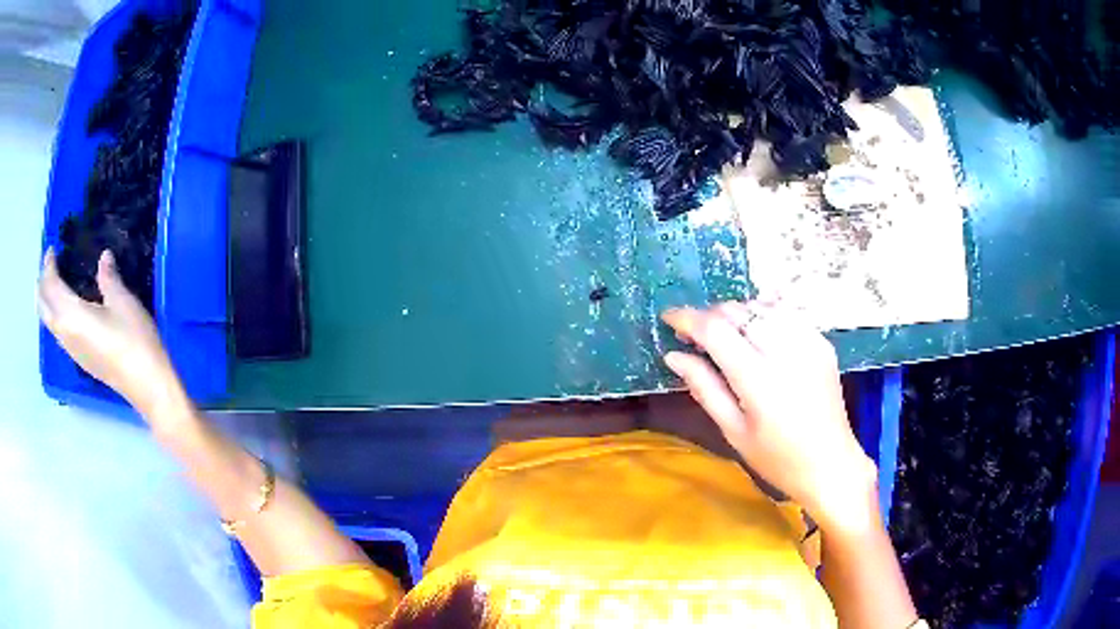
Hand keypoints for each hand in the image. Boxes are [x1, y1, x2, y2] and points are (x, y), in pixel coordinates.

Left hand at [38, 249, 186, 418]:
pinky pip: (57, 332)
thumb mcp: (123, 302)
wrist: (146, 384)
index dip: (48, 265)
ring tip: (53, 285)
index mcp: (71, 315)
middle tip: (48, 266)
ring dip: (47, 301)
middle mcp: (65, 333)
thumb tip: (103, 257)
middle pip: (43, 308)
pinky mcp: (79, 359)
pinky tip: (65, 310)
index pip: (51, 286)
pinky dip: (55, 314)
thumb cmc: (134, 340)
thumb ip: (108, 277)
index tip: (52, 248)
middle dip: (42, 285)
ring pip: (49, 322)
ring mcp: (71, 349)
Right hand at [661, 301, 877, 532]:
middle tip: (695, 336)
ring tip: (726, 335)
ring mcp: (808, 342)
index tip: (669, 318)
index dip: (687, 318)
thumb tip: (674, 356)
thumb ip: (704, 387)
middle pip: (737, 311)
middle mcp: (785, 351)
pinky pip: (786, 312)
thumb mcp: (733, 431)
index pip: (715, 330)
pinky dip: (764, 312)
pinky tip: (757, 330)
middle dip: (710, 315)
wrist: (831, 464)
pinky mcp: (821, 342)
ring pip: (761, 305)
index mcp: (758, 379)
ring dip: (736, 313)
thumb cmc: (777, 458)